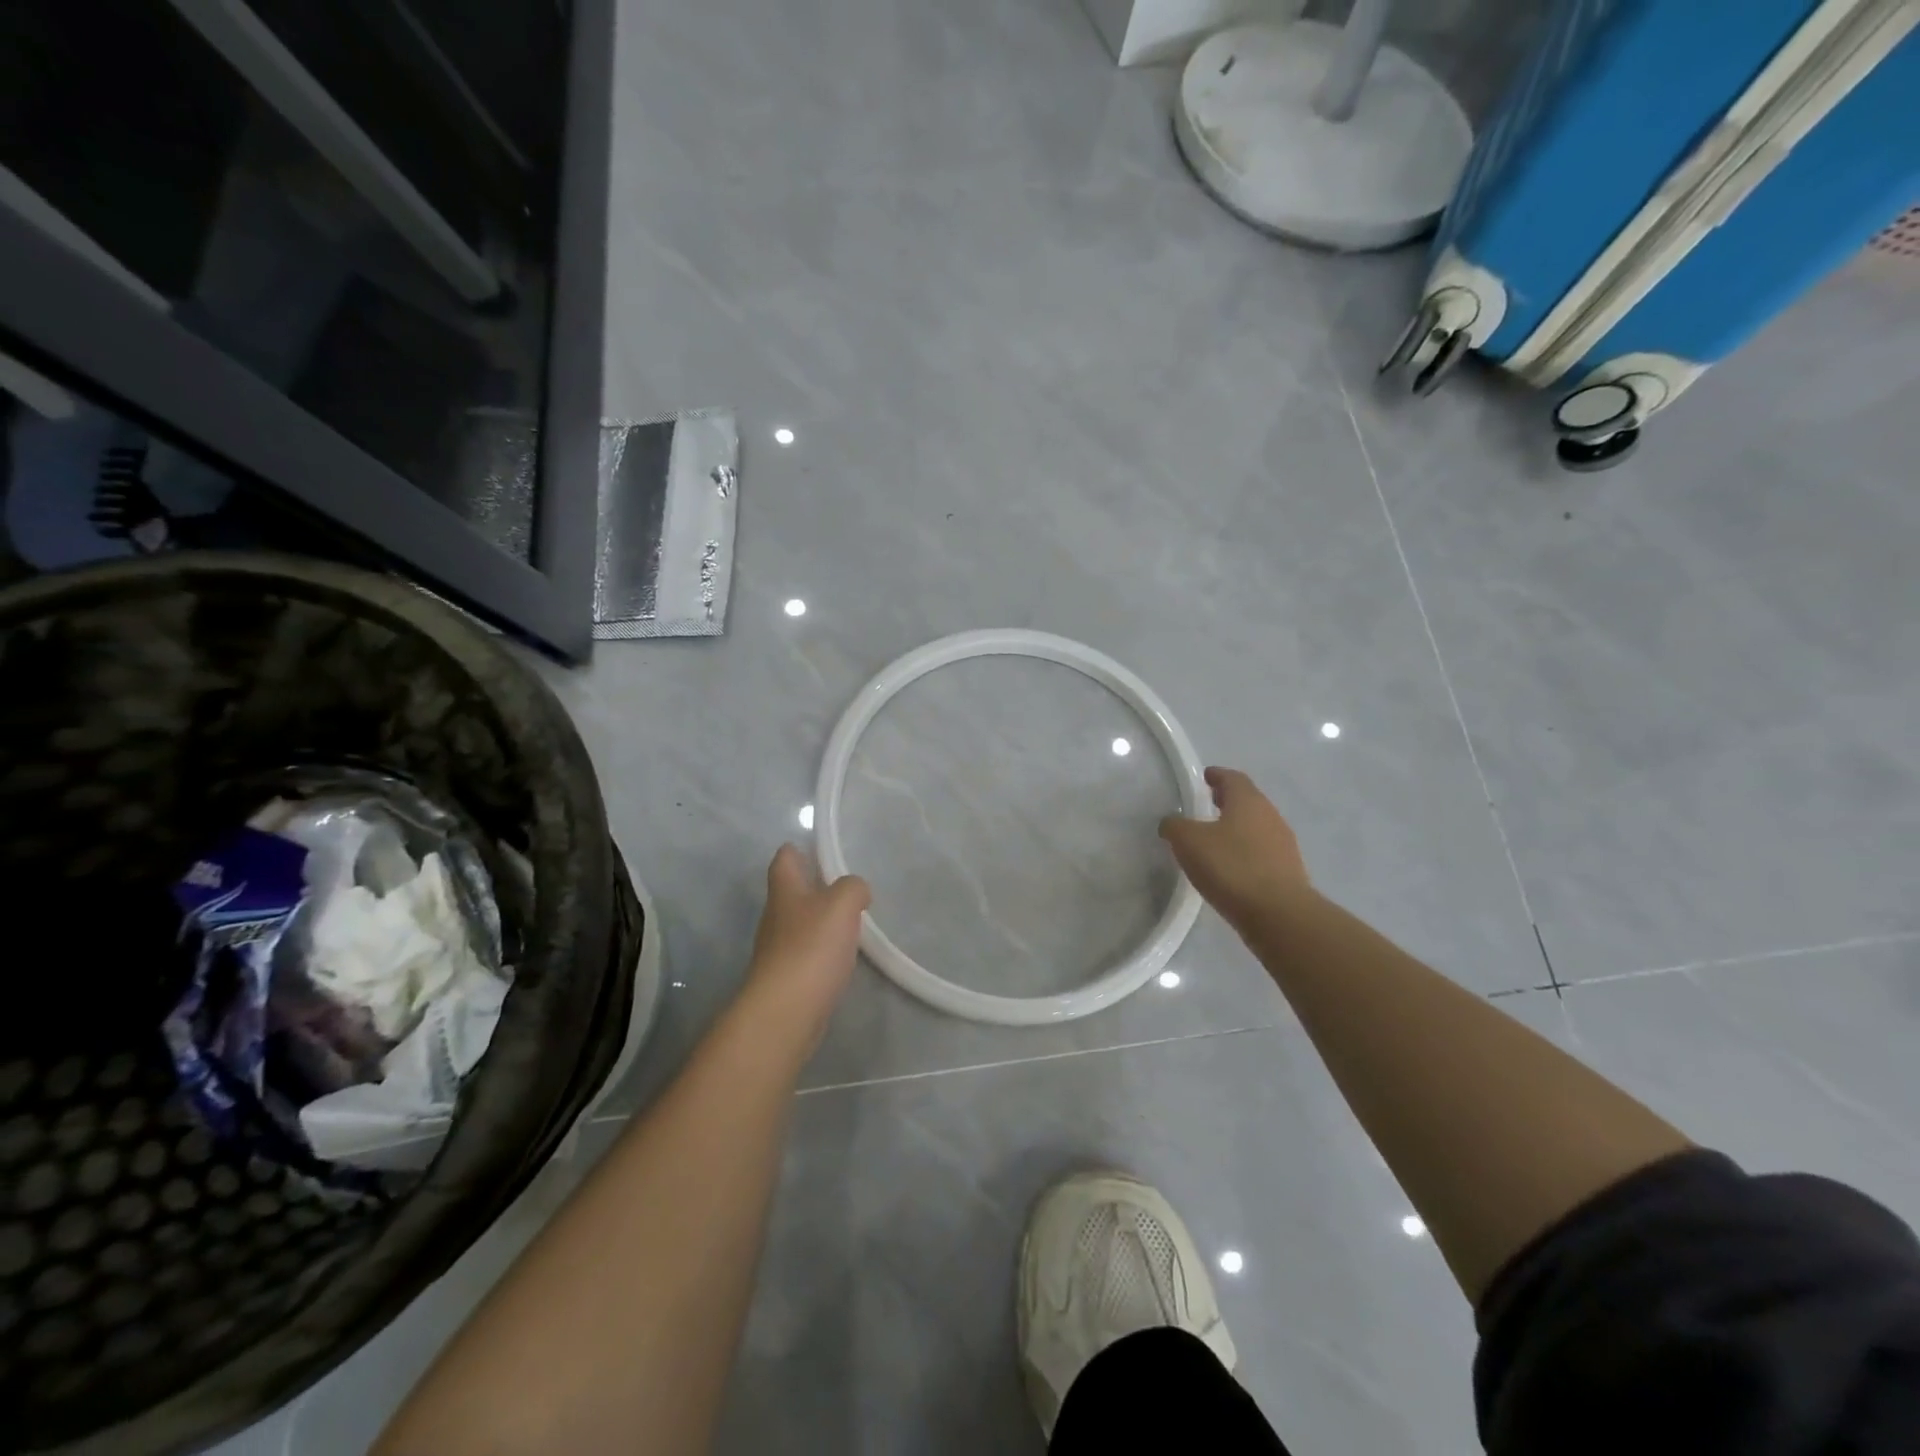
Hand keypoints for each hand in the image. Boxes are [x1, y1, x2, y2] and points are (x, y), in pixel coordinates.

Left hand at [741, 844, 870, 1047]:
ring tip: (851, 920)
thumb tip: (857, 890)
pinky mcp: (787, 978)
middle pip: (792, 892)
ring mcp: (778, 949)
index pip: (784, 859)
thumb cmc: (811, 948)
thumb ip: (853, 888)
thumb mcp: (841, 904)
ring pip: (800, 923)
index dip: (798, 850)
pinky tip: (842, 956)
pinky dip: (822, 949)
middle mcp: (776, 916)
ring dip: (820, 920)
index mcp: (785, 891)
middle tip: (846, 886)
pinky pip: (807, 953)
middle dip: (814, 886)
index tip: (818, 849)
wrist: (785, 1012)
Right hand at [1159, 768, 1311, 936]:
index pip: (1232, 778)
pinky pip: (1261, 852)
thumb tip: (1171, 822)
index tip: (1204, 777)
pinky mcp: (1287, 871)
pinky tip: (1229, 867)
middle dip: (1226, 801)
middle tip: (1205, 806)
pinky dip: (1244, 852)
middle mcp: (1270, 816)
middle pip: (1247, 801)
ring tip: (1213, 839)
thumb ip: (1175, 826)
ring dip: (1236, 828)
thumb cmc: (1231, 867)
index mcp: (1248, 801)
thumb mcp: (1188, 842)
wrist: (1278, 914)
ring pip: (1255, 827)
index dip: (1216, 775)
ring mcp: (1283, 844)